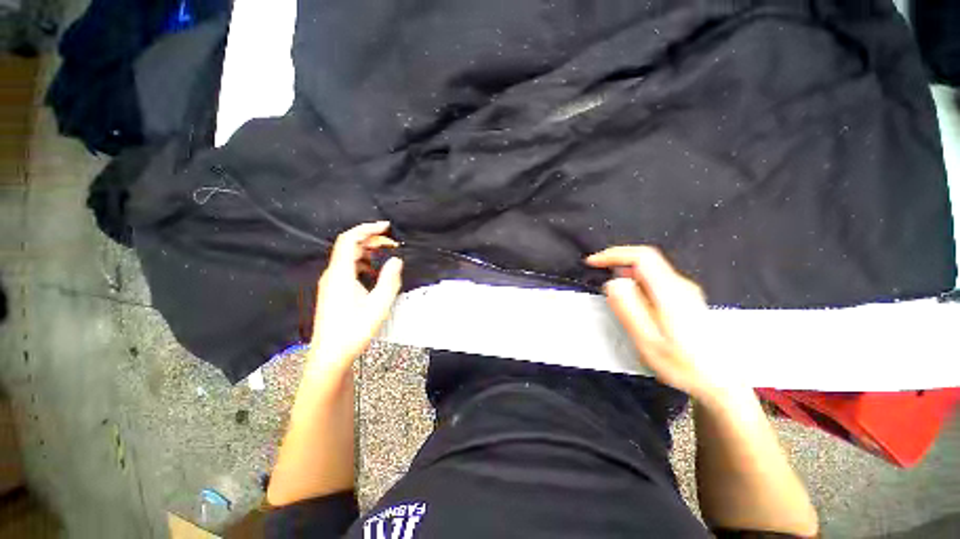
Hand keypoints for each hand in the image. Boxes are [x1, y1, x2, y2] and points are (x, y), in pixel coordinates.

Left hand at [310, 221, 402, 369]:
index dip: (367, 228)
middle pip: (349, 246)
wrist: (331, 355)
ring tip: (387, 255)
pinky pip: (348, 269)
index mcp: (341, 273)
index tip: (386, 226)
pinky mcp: (333, 291)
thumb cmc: (354, 330)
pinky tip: (375, 273)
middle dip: (372, 240)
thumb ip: (389, 279)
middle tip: (393, 244)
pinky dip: (364, 264)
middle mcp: (332, 274)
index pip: (349, 239)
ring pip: (349, 257)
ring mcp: (331, 283)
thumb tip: (396, 259)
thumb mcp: (379, 304)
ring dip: (368, 252)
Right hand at [586, 246, 733, 399]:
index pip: (641, 256)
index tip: (594, 262)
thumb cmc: (684, 365)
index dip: (614, 254)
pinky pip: (655, 282)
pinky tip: (634, 304)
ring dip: (627, 276)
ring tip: (615, 296)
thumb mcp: (648, 341)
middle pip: (645, 261)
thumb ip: (628, 309)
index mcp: (670, 293)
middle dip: (618, 264)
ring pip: (650, 271)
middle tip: (600, 278)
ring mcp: (686, 292)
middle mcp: (681, 286)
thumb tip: (613, 283)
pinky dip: (637, 285)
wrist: (721, 382)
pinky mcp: (686, 299)